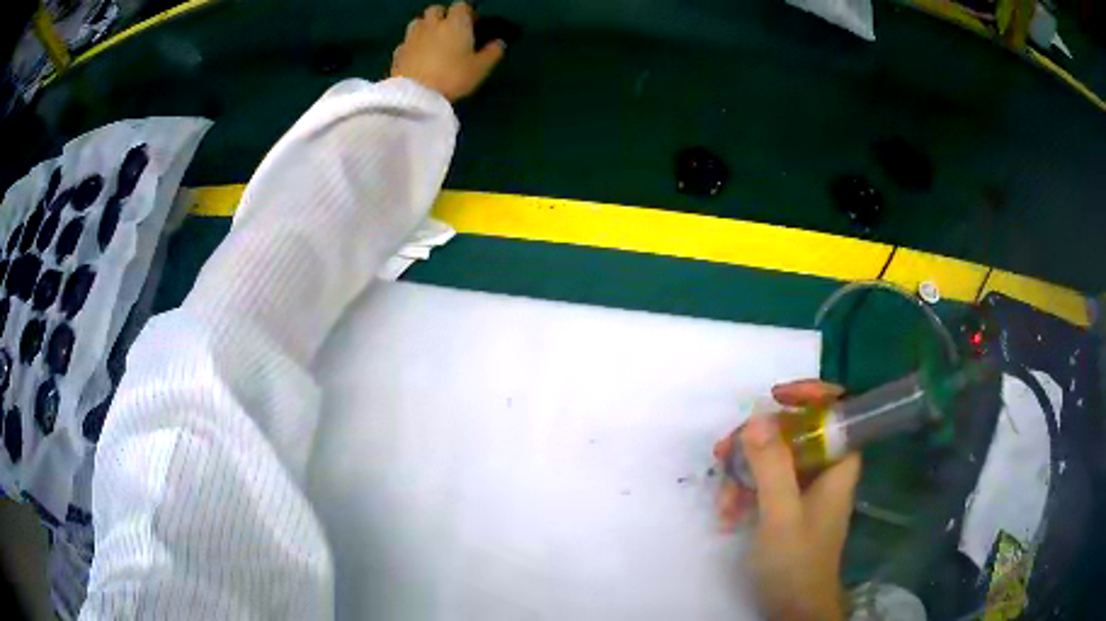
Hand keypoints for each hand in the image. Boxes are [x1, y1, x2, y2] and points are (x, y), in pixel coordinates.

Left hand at [391, 2, 505, 101]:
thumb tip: (499, 42)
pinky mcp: (398, 51)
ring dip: (425, 26)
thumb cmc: (453, 77)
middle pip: (436, 9)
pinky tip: (417, 56)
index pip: (461, 5)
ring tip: (432, 41)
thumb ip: (492, 53)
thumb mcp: (480, 68)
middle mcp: (432, 23)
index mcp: (455, 23)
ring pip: (418, 22)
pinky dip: (412, 44)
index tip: (472, 24)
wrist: (414, 96)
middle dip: (443, 16)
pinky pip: (406, 41)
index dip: (467, 13)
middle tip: (450, 30)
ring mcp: (412, 36)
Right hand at [714, 380, 860, 620]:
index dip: (810, 395)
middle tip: (724, 451)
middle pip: (795, 432)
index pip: (837, 410)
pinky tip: (728, 516)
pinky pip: (765, 485)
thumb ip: (772, 466)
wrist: (794, 609)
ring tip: (723, 502)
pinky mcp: (788, 506)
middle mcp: (825, 470)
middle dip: (757, 442)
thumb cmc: (797, 562)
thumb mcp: (781, 514)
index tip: (774, 397)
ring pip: (774, 459)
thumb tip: (758, 415)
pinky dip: (744, 494)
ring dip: (743, 474)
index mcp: (838, 464)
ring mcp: (805, 489)